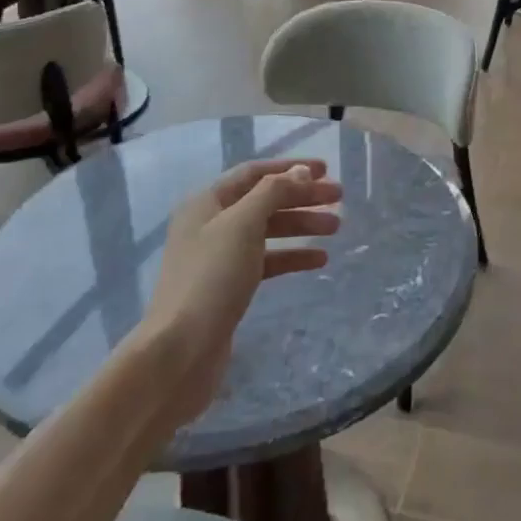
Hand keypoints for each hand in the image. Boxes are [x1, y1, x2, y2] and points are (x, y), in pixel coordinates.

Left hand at [140, 159, 341, 423]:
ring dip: (301, 226)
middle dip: (302, 197)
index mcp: (207, 202)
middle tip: (339, 199)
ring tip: (336, 229)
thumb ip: (273, 193)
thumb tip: (300, 172)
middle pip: (264, 200)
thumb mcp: (243, 225)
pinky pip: (266, 261)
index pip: (254, 173)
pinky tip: (320, 260)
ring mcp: (219, 256)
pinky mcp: (228, 286)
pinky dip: (292, 256)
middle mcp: (210, 223)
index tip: (326, 170)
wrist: (181, 351)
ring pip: (268, 230)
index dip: (290, 168)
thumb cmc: (212, 278)